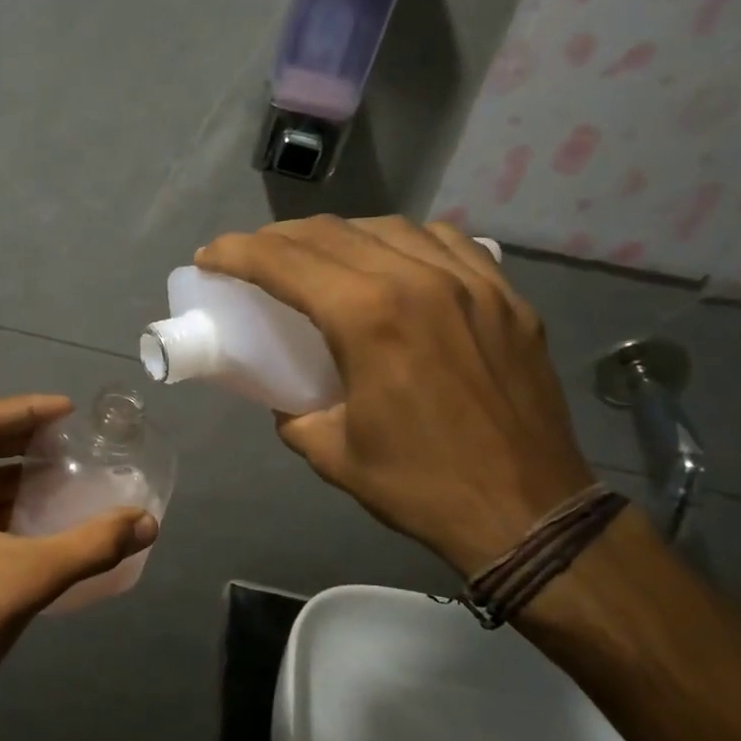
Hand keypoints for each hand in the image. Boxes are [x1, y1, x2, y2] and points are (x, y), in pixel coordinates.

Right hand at [196, 216, 594, 574]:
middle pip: (332, 233)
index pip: (286, 262)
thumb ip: (293, 411)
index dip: (238, 253)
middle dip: (279, 239)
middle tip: (255, 258)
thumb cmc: (421, 487)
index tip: (211, 256)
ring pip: (390, 227)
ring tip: (319, 257)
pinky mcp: (506, 296)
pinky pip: (448, 242)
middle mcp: (419, 281)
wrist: (528, 513)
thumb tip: (286, 394)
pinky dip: (405, 241)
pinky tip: (394, 260)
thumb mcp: (331, 453)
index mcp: (369, 318)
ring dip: (340, 235)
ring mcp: (472, 282)